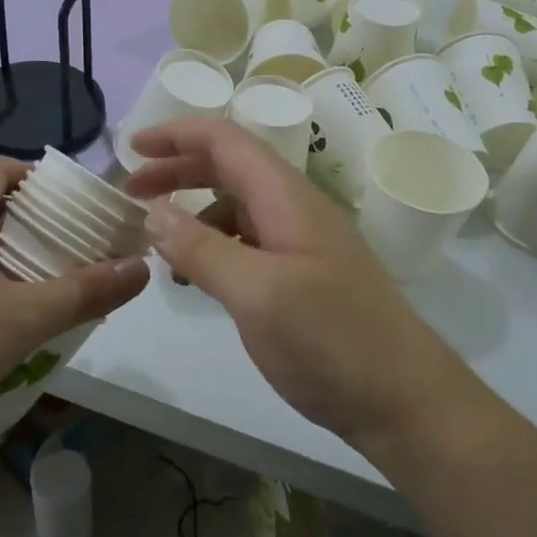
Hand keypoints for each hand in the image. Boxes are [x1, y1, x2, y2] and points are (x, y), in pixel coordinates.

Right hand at [124, 120, 466, 449]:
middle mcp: (296, 210)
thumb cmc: (331, 341)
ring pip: (238, 208)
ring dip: (195, 213)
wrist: (405, 402)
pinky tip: (199, 277)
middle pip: (230, 168)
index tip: (131, 148)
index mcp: (287, 198)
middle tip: (131, 193)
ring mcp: (303, 245)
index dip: (177, 135)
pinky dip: (216, 248)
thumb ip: (202, 249)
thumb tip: (153, 212)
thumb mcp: (256, 294)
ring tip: (159, 243)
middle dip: (178, 171)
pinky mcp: (305, 278)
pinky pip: (250, 244)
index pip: (227, 141)